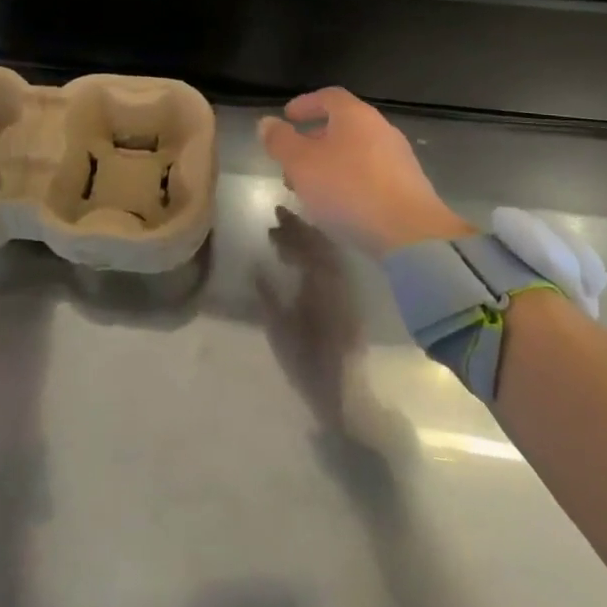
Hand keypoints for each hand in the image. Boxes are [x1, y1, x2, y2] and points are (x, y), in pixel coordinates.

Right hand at [255, 209, 358, 425]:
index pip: (308, 244)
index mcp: (322, 283)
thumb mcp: (280, 331)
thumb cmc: (308, 363)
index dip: (292, 227)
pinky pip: (334, 266)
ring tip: (286, 238)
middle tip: (277, 220)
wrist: (346, 393)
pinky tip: (303, 261)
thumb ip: (268, 296)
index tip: (275, 213)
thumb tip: (256, 266)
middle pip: (321, 244)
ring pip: (329, 254)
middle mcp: (338, 280)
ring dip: (309, 241)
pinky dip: (318, 256)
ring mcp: (347, 290)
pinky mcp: (350, 301)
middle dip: (300, 229)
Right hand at [258, 88, 473, 255]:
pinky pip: (370, 174)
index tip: (287, 117)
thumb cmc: (349, 189)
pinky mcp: (408, 186)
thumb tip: (267, 123)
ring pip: (355, 151)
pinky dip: (349, 180)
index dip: (305, 104)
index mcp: (355, 115)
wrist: (411, 234)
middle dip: (314, 139)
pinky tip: (339, 205)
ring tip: (310, 186)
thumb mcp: (301, 164)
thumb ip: (280, 141)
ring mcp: (398, 158)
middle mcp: (380, 128)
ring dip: (330, 163)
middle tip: (292, 158)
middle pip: (343, 125)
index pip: (328, 96)